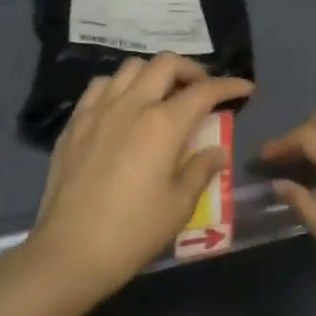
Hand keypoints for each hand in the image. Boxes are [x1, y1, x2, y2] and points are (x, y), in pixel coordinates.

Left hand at [26, 54, 253, 304]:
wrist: (70, 251)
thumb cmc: (133, 232)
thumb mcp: (179, 205)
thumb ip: (201, 170)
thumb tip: (217, 151)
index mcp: (163, 124)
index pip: (204, 91)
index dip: (229, 85)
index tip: (245, 88)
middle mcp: (131, 105)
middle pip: (165, 64)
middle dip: (191, 70)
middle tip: (201, 90)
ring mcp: (98, 110)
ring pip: (130, 68)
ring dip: (154, 74)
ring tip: (162, 95)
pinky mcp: (74, 122)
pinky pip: (100, 86)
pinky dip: (120, 86)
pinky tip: (124, 107)